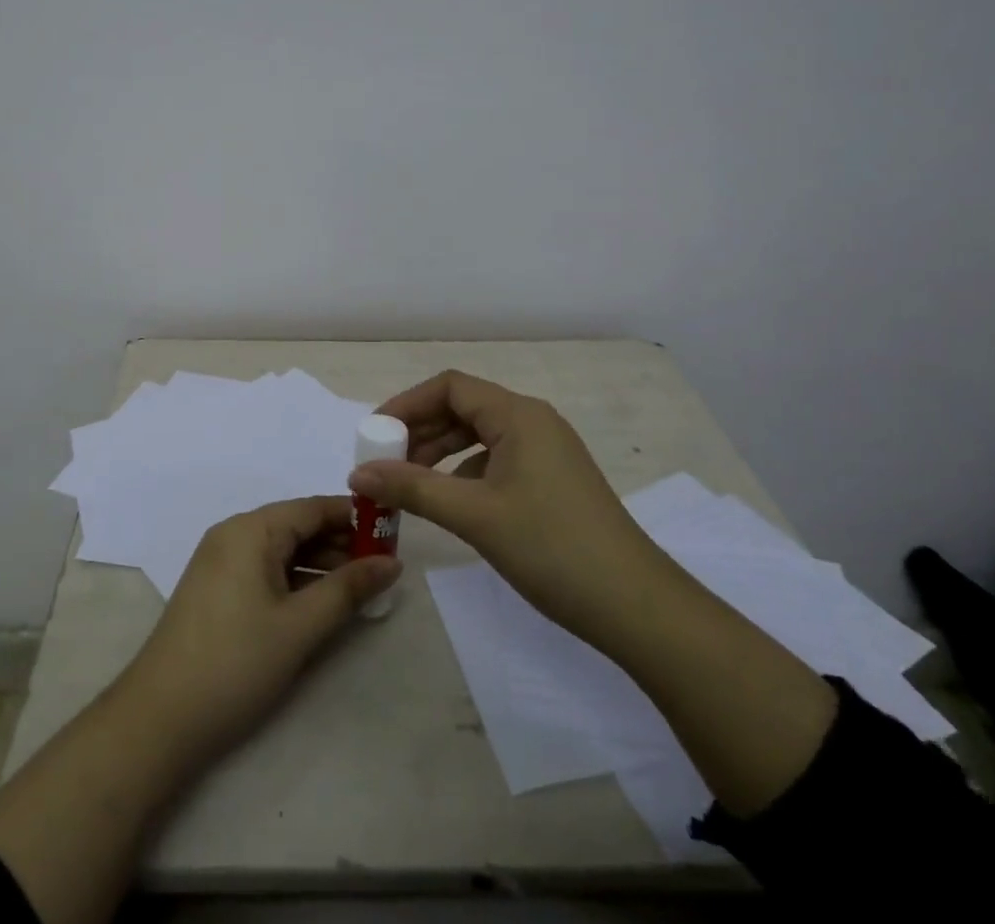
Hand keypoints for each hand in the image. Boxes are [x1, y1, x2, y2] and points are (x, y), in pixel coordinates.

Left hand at [112, 496, 399, 766]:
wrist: (159, 719)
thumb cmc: (235, 663)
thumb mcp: (300, 626)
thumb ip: (348, 589)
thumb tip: (392, 563)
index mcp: (251, 529)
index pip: (313, 507)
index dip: (355, 517)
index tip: (393, 532)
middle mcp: (234, 534)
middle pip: (298, 526)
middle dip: (341, 543)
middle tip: (385, 566)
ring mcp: (222, 563)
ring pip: (283, 551)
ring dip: (322, 565)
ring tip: (363, 587)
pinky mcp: (217, 591)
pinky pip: (267, 571)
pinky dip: (297, 581)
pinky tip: (323, 603)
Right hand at [349, 369, 655, 642]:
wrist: (636, 607)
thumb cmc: (552, 548)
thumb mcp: (475, 516)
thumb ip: (413, 488)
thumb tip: (358, 473)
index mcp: (518, 415)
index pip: (450, 387)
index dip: (407, 404)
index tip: (375, 434)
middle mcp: (533, 422)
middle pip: (463, 408)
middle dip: (420, 431)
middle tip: (385, 463)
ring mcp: (546, 452)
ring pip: (479, 437)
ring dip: (440, 454)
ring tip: (408, 484)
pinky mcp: (552, 480)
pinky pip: (496, 461)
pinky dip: (465, 474)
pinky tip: (449, 502)